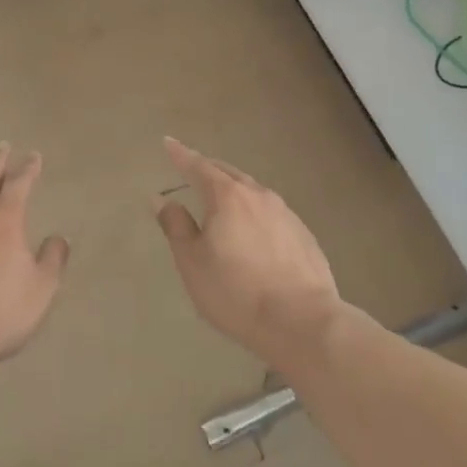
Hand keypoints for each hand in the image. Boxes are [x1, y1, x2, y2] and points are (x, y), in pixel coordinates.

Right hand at [154, 137, 344, 365]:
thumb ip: (176, 226)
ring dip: (233, 189)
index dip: (180, 154)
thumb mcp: (192, 262)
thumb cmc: (236, 292)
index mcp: (227, 196)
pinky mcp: (304, 235)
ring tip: (222, 199)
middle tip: (192, 168)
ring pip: (252, 191)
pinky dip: (254, 211)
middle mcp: (258, 196)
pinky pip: (271, 212)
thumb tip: (163, 199)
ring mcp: (286, 214)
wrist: (303, 323)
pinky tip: (253, 230)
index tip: (168, 142)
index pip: (197, 166)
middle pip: (228, 173)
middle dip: (207, 168)